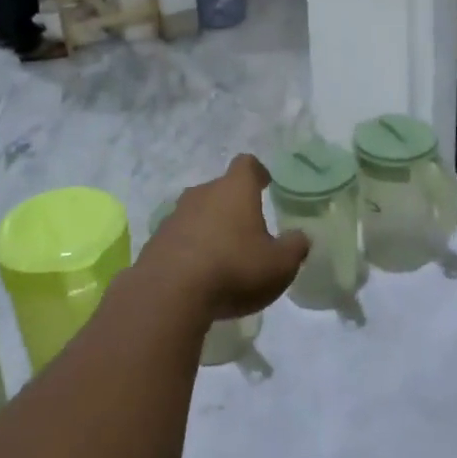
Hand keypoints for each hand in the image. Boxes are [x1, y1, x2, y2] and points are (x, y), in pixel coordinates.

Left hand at [139, 155, 308, 322]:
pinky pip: (180, 237)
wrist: (169, 293)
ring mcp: (175, 216)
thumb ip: (294, 248)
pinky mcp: (156, 241)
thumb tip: (300, 237)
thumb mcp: (279, 264)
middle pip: (220, 189)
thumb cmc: (234, 268)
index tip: (265, 183)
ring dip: (210, 226)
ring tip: (223, 254)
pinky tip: (198, 273)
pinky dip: (191, 248)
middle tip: (248, 228)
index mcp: (235, 189)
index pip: (247, 164)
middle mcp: (203, 193)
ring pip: (198, 212)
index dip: (257, 172)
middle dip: (234, 205)